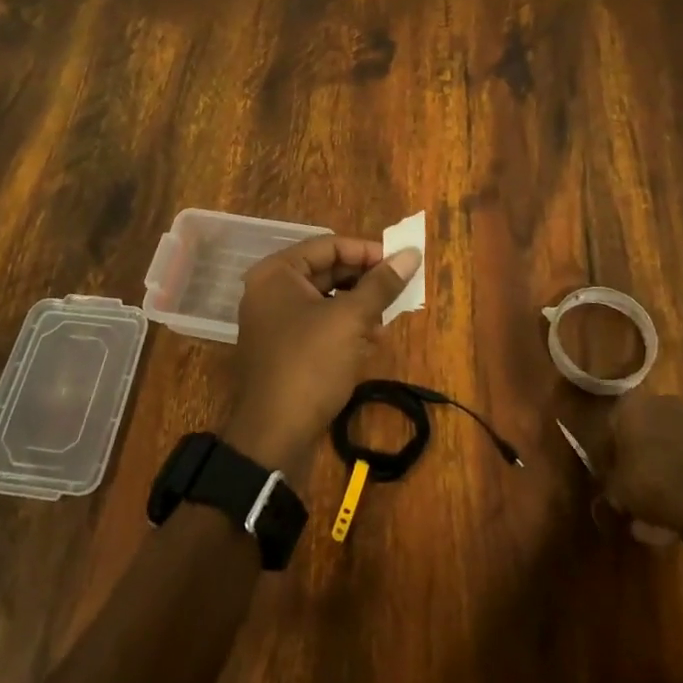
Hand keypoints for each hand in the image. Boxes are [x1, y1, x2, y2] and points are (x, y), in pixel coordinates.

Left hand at [223, 236, 422, 483]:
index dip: (367, 252)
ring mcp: (274, 321)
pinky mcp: (283, 348)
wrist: (273, 436)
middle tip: (398, 292)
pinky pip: (318, 324)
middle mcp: (271, 290)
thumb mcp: (350, 320)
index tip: (401, 264)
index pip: (329, 245)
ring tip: (385, 321)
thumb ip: (381, 284)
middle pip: (326, 271)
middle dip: (364, 282)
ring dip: (358, 306)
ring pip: (325, 300)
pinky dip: (344, 328)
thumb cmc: (310, 364)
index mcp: (277, 273)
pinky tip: (369, 342)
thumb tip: (412, 253)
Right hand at [592, 393, 682, 532]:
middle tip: (631, 479)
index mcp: (628, 404)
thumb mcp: (616, 488)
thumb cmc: (648, 481)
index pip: (611, 425)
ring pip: (665, 438)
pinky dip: (679, 466)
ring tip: (655, 489)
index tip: (609, 473)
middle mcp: (657, 401)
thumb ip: (610, 481)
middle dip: (636, 450)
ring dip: (659, 457)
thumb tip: (612, 489)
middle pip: (640, 427)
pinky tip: (675, 491)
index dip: (609, 452)